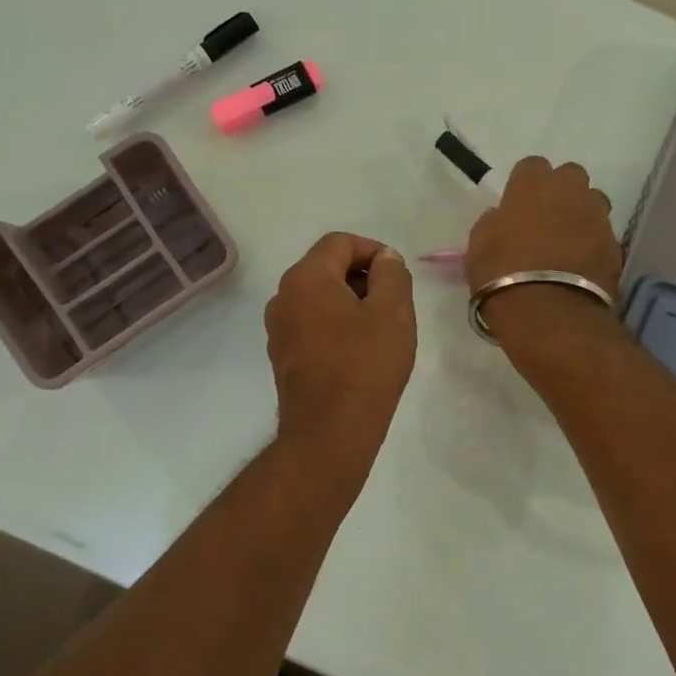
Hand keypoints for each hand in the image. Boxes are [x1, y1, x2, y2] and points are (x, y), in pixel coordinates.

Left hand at [264, 232, 416, 489]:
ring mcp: (278, 328)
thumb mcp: (393, 312)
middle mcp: (283, 296)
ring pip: (318, 297)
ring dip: (350, 303)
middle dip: (363, 277)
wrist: (329, 432)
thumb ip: (392, 274)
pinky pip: (311, 324)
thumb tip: (384, 259)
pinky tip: (358, 352)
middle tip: (394, 304)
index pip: (340, 242)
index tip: (397, 276)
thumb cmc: (365, 366)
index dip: (373, 251)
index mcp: (306, 278)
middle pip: (326, 267)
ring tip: (379, 330)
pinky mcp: (282, 355)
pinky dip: (335, 325)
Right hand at [464, 157, 622, 347]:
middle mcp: (569, 193)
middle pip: (570, 175)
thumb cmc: (502, 277)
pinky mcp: (615, 245)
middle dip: (561, 190)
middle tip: (546, 217)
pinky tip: (580, 264)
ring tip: (567, 240)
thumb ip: (492, 224)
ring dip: (581, 213)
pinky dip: (593, 243)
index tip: (518, 204)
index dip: (525, 183)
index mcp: (531, 187)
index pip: (532, 165)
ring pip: (593, 200)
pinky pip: (603, 233)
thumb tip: (502, 219)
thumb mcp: (478, 249)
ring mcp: (596, 218)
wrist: (550, 315)